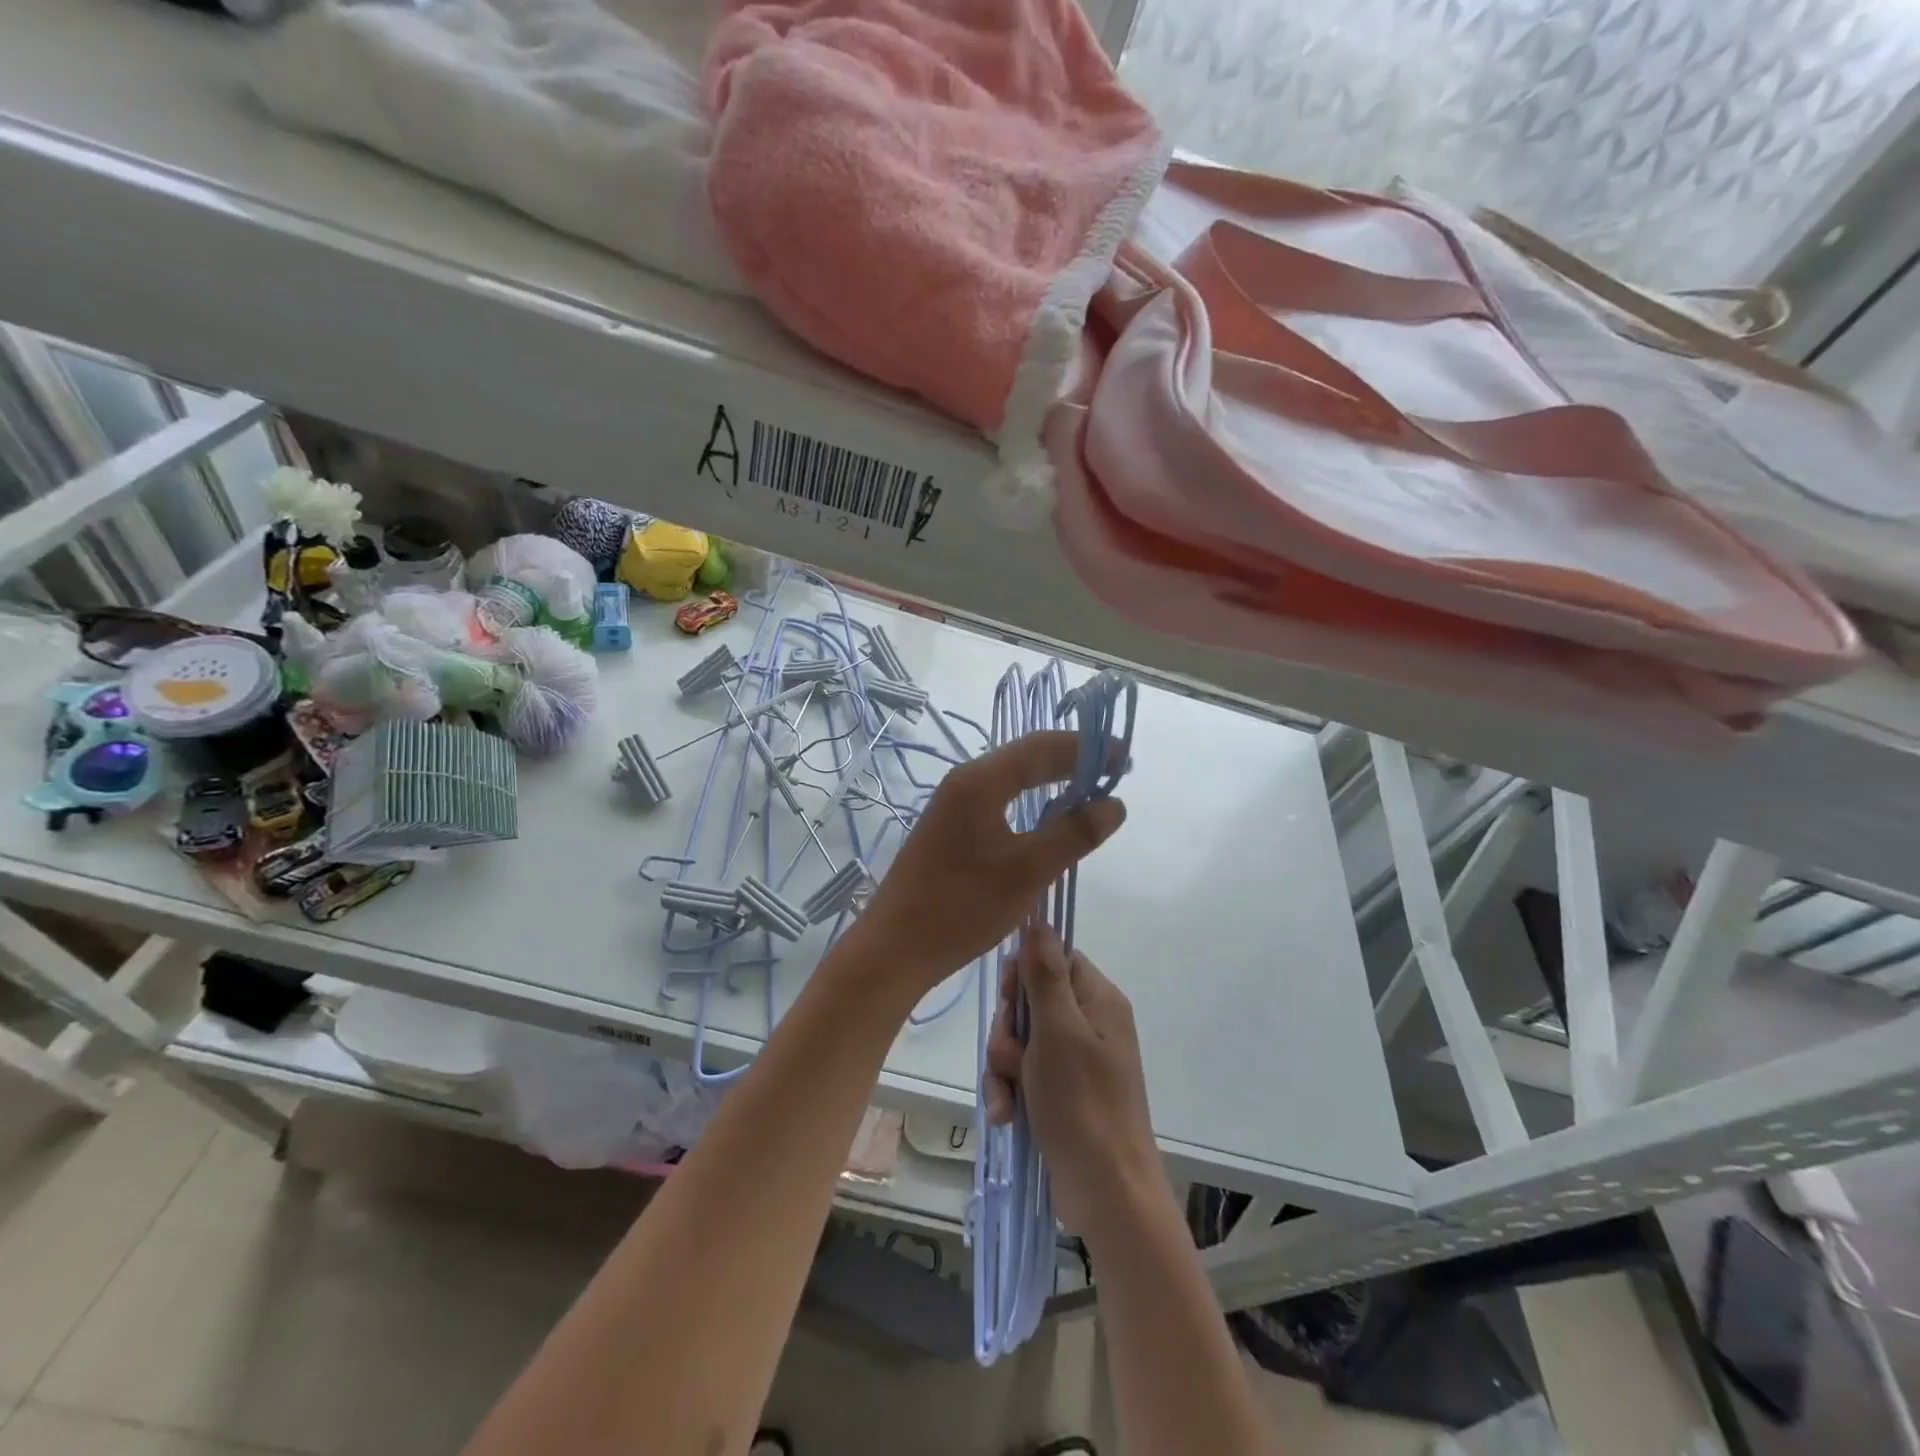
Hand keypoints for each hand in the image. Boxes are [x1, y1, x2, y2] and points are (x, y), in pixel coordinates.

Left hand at [852, 731, 1125, 992]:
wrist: (896, 946)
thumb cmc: (963, 905)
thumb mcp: (1029, 870)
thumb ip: (1074, 834)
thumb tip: (1114, 804)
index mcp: (980, 781)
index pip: (1041, 746)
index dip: (1086, 748)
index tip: (1124, 758)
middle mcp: (964, 782)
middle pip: (1025, 757)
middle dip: (1071, 761)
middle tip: (1113, 774)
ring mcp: (953, 805)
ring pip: (1011, 780)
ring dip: (1050, 781)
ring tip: (1089, 794)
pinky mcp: (950, 829)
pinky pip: (999, 801)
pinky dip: (1030, 802)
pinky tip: (1048, 820)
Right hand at [985, 927, 1162, 1242]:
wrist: (1106, 1191)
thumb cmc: (1082, 1102)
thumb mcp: (1058, 1031)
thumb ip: (1045, 974)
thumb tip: (1039, 922)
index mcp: (1098, 1001)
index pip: (1055, 958)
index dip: (1024, 973)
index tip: (1009, 997)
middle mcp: (1089, 1025)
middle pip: (1031, 1001)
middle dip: (1009, 1030)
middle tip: (1012, 1055)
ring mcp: (1075, 1062)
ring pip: (1020, 1041)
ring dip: (1004, 1066)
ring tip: (1009, 1095)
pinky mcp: (1061, 1094)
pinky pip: (1023, 1075)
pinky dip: (1010, 1091)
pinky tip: (1007, 1114)